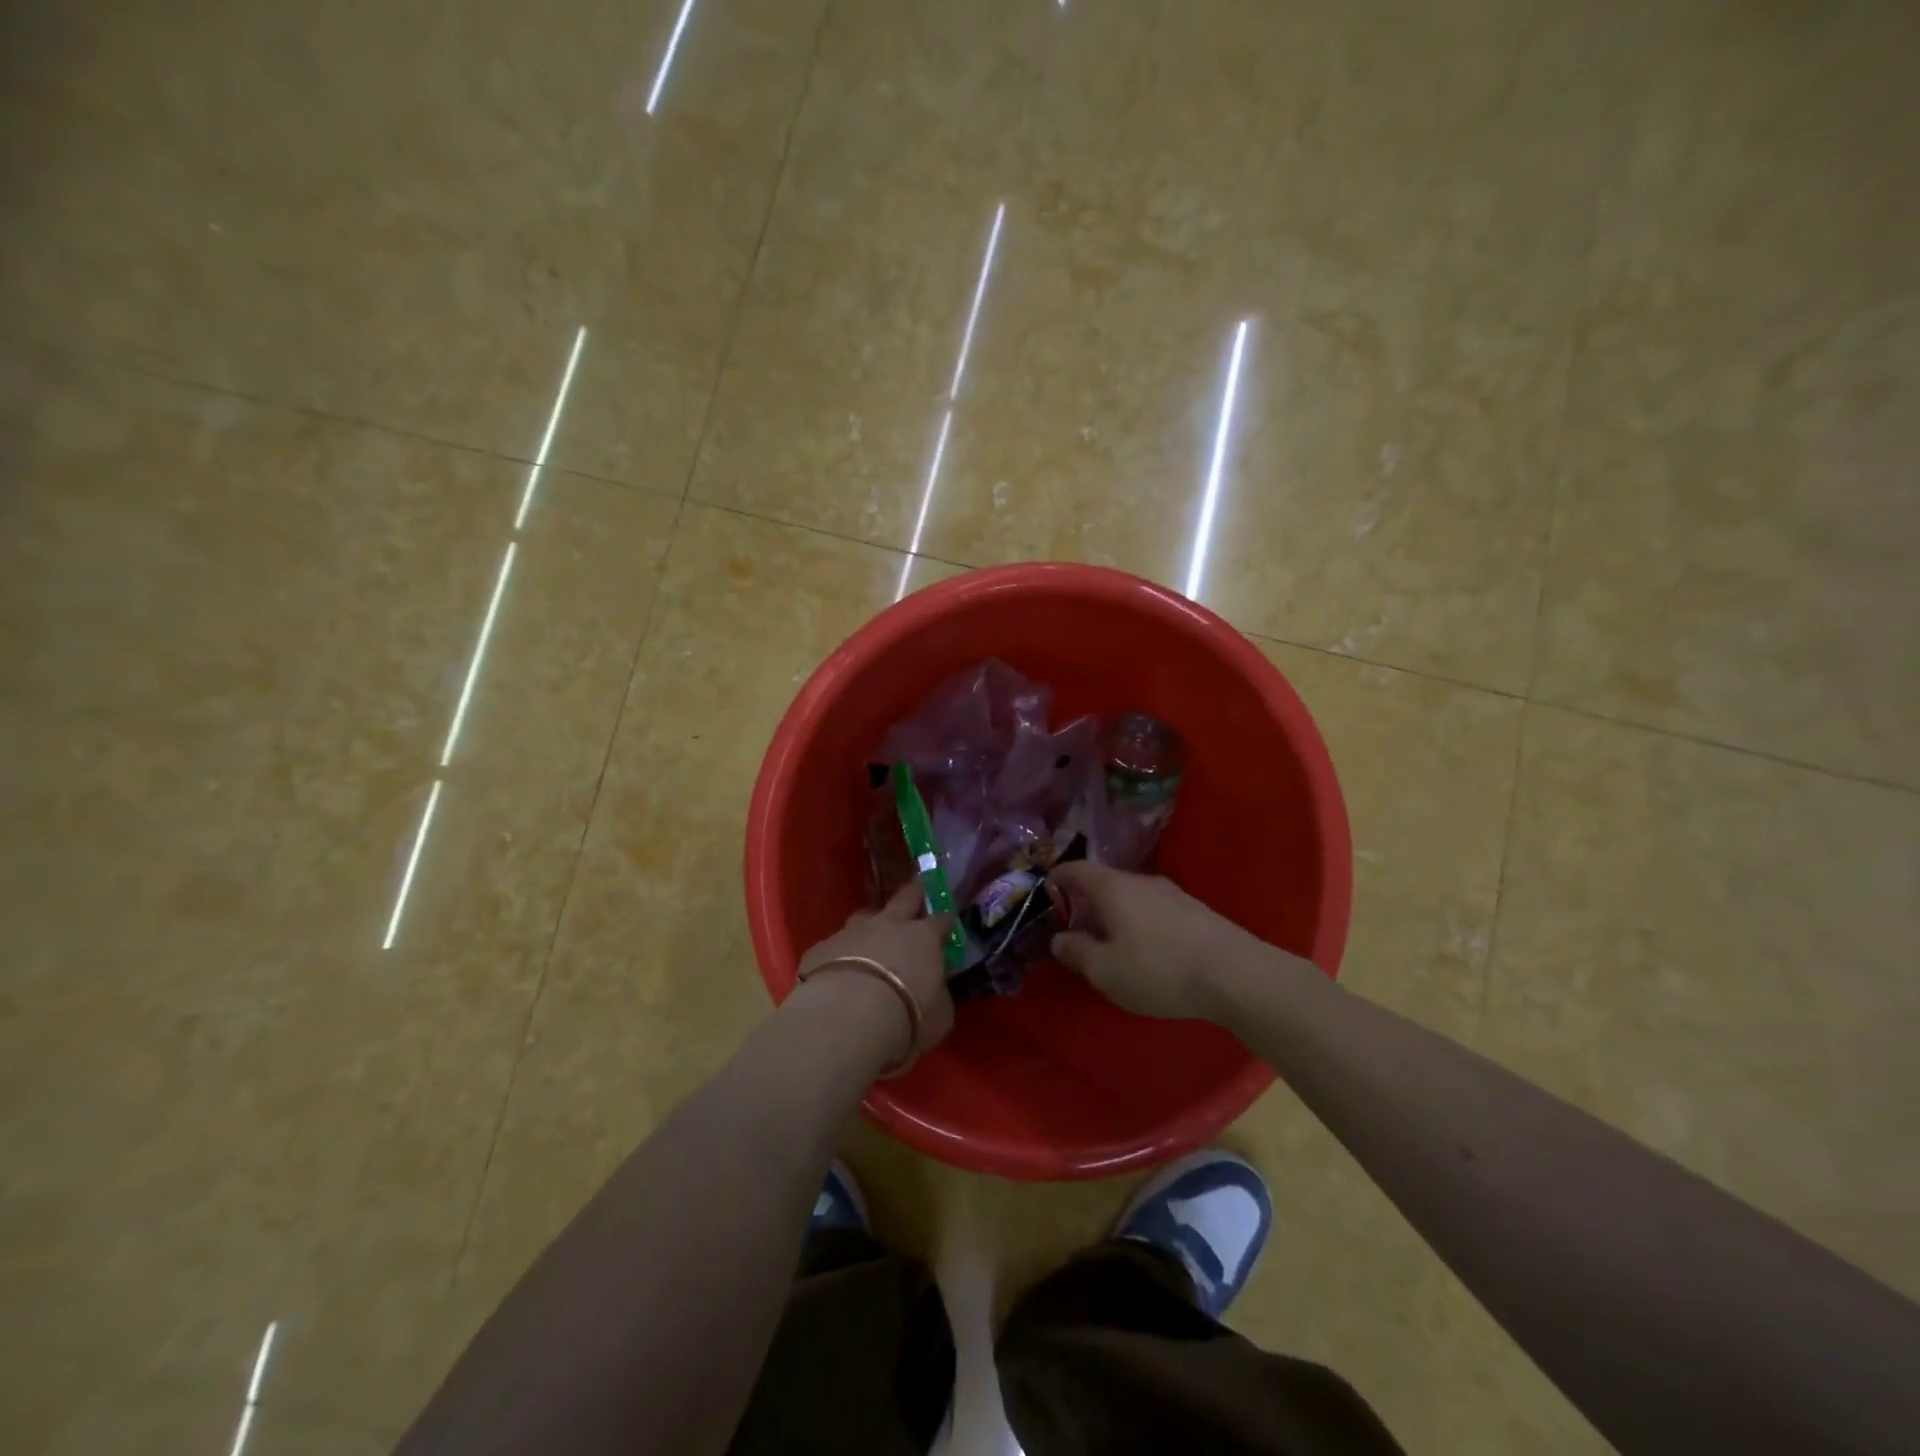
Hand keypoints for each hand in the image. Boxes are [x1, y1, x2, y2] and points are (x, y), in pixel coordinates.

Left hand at [796, 882, 955, 1072]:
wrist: (847, 1017)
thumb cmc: (907, 1017)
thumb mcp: (940, 1015)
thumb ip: (939, 995)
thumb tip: (937, 989)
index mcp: (923, 938)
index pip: (942, 920)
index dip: (946, 921)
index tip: (948, 922)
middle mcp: (889, 925)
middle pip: (904, 898)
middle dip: (913, 892)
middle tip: (916, 887)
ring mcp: (852, 932)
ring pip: (864, 915)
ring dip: (870, 922)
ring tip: (870, 932)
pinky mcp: (821, 948)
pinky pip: (833, 946)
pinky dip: (838, 954)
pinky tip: (835, 970)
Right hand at [1048, 862, 1269, 1021]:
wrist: (1236, 975)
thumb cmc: (1159, 969)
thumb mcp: (1105, 971)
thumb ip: (1076, 951)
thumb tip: (1059, 938)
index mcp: (1112, 888)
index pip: (1075, 869)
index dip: (1056, 879)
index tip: (1046, 895)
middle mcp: (1141, 881)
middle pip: (1104, 882)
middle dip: (1086, 902)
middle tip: (1075, 930)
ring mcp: (1172, 893)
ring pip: (1131, 896)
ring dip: (1115, 914)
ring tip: (1111, 945)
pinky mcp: (1195, 910)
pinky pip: (1154, 909)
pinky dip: (1140, 923)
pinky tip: (1148, 952)